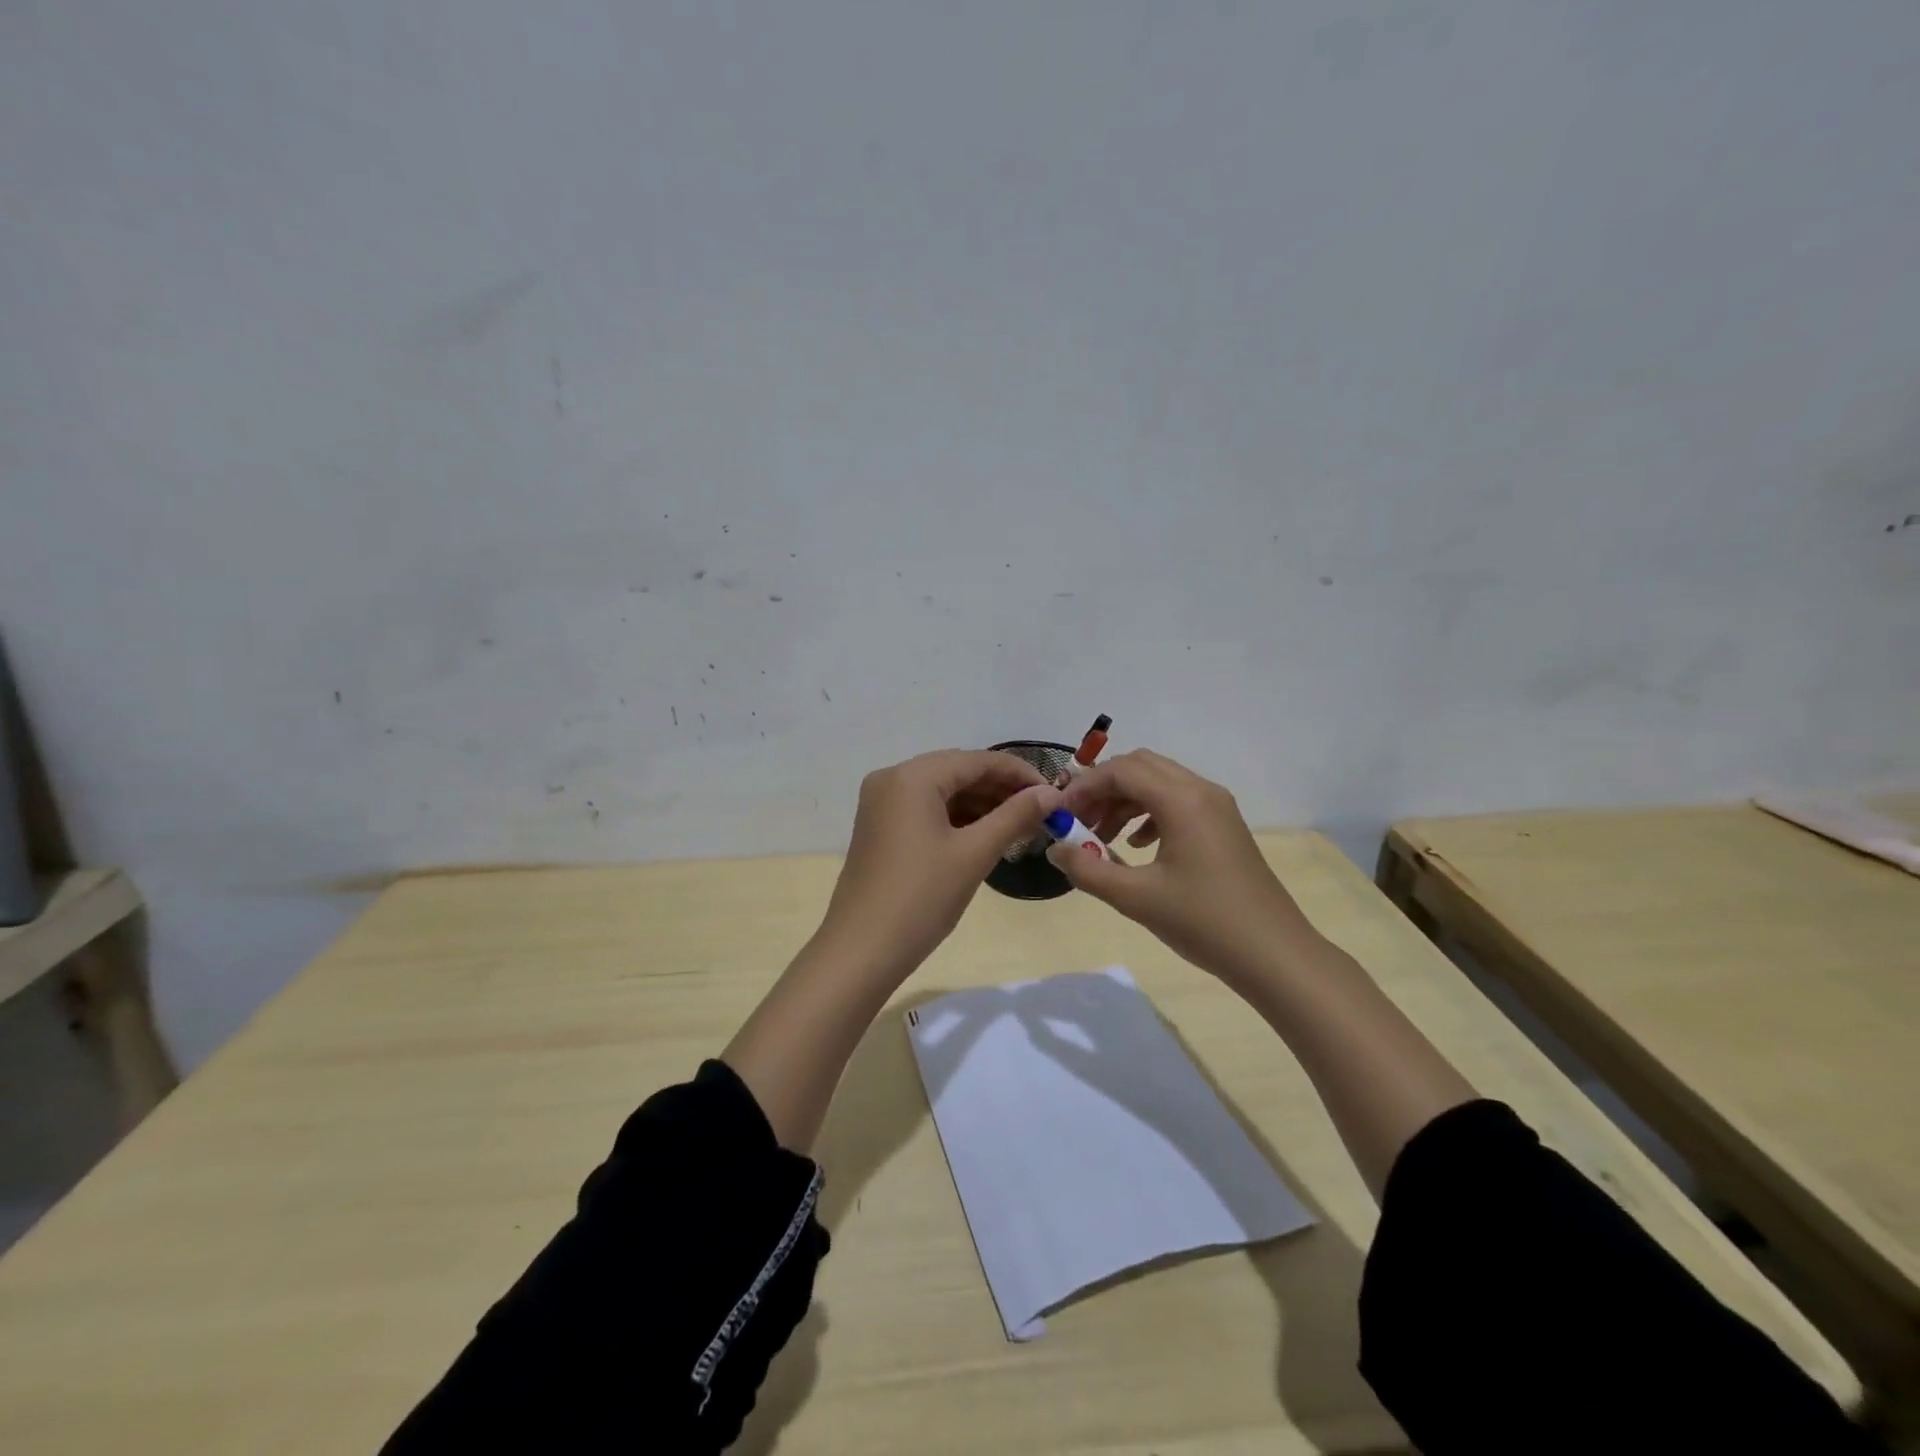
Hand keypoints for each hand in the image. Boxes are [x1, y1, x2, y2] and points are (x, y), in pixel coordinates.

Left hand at [814, 750, 1059, 983]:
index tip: (1054, 794)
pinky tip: (986, 835)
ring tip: (1020, 826)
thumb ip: (1016, 816)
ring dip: (980, 804)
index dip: (1019, 774)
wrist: (861, 950)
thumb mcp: (975, 853)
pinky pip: (925, 809)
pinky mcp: (879, 827)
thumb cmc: (922, 897)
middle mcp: (892, 778)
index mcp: (912, 776)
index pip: (977, 760)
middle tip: (1041, 812)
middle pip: (958, 772)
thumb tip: (1052, 793)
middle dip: (1000, 789)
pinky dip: (956, 818)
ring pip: (942, 791)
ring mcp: (881, 803)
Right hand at [1052, 749, 1315, 987]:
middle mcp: (1201, 791)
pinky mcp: (1223, 826)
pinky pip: (1177, 801)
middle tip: (1078, 821)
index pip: (1121, 771)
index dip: (1084, 787)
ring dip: (1124, 800)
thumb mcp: (1136, 898)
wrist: (1275, 955)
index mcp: (1182, 800)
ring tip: (1101, 837)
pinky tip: (1136, 847)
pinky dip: (1148, 812)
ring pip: (1159, 783)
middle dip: (1103, 788)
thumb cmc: (1204, 922)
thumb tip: (1055, 849)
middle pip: (1140, 766)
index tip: (1060, 815)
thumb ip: (1088, 870)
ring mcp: (1217, 807)